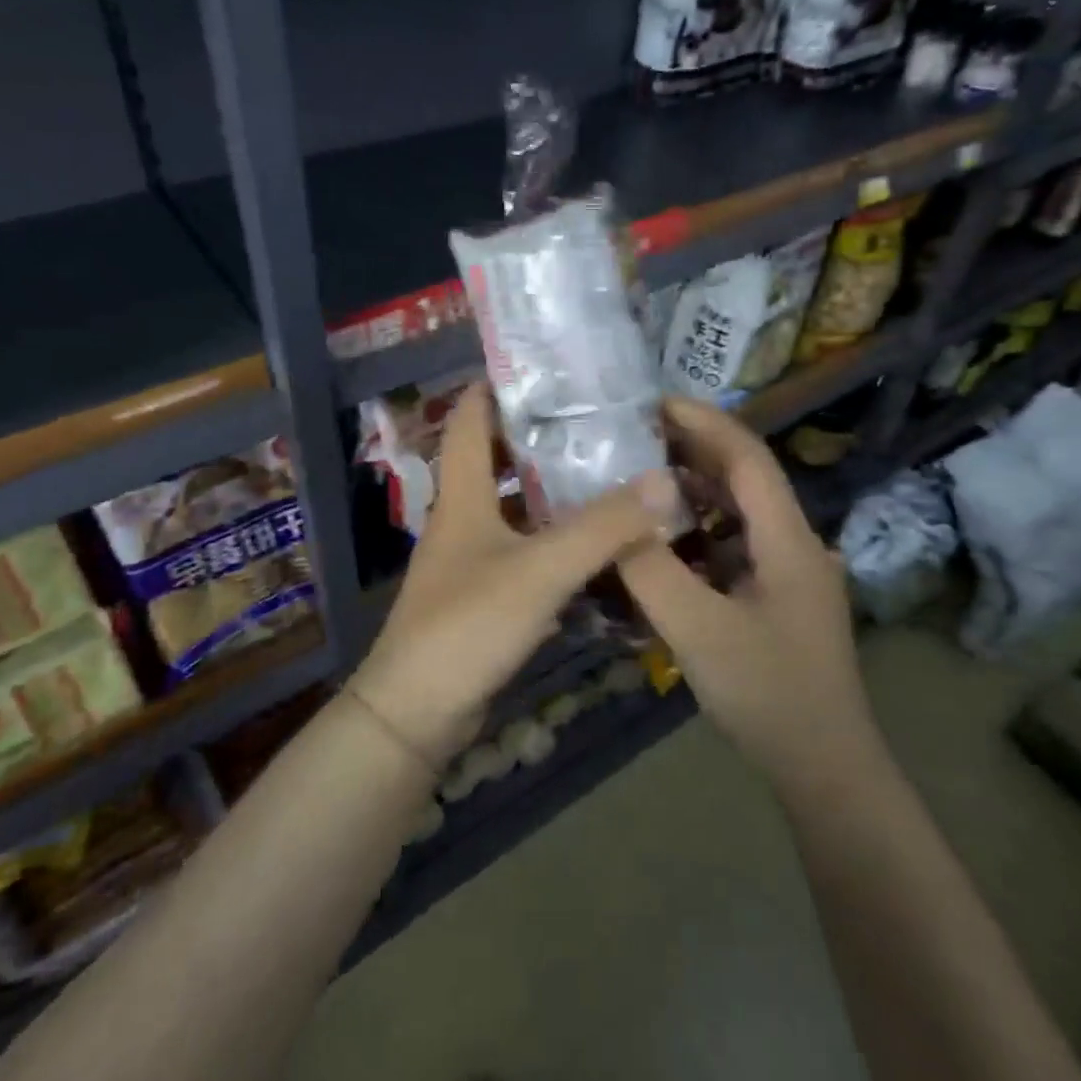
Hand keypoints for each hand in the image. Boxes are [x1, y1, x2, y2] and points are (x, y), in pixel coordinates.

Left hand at [349, 383, 681, 770]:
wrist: (416, 713)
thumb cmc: (467, 625)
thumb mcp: (539, 569)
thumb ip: (602, 526)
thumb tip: (664, 480)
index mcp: (462, 492)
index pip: (470, 416)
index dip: (500, 384)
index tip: (550, 367)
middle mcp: (464, 515)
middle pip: (499, 457)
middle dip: (543, 435)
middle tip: (601, 420)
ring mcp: (473, 556)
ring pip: (518, 506)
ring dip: (556, 489)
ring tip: (611, 471)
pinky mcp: (485, 593)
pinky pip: (527, 550)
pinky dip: (558, 538)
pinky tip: (599, 541)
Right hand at [618, 398, 875, 791]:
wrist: (826, 769)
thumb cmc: (769, 695)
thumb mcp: (699, 631)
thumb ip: (651, 570)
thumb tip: (613, 519)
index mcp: (788, 540)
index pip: (747, 458)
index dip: (703, 422)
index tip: (653, 402)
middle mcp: (795, 544)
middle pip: (744, 478)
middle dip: (691, 450)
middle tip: (632, 437)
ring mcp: (790, 572)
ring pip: (738, 513)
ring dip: (693, 492)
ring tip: (640, 479)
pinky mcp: (778, 597)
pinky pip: (734, 547)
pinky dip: (698, 533)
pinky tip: (663, 542)